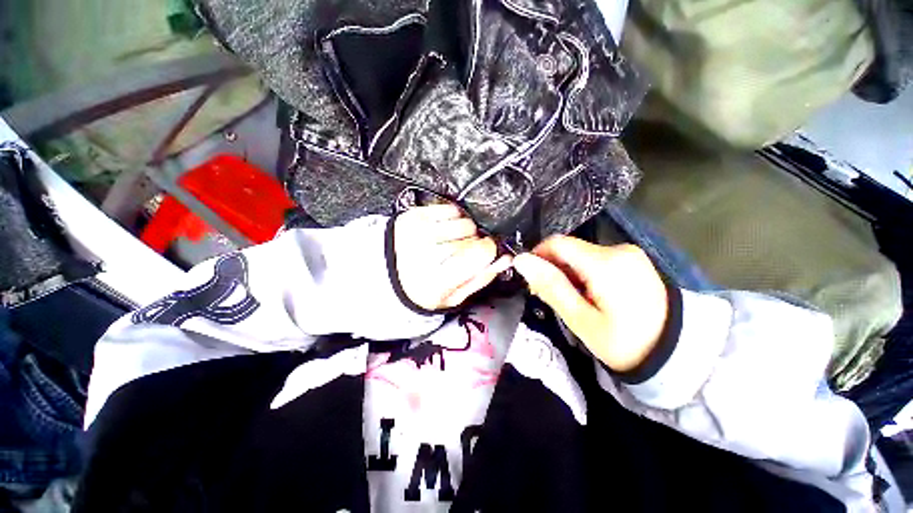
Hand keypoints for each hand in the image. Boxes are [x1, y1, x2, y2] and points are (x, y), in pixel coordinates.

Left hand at [394, 204, 512, 310]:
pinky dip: (453, 219)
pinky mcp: (415, 215)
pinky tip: (444, 231)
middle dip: (474, 244)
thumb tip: (505, 259)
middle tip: (460, 254)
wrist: (390, 271)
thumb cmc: (424, 288)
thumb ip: (481, 278)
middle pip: (472, 236)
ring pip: (464, 221)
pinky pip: (451, 209)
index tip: (485, 253)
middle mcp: (424, 252)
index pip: (479, 252)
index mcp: (435, 280)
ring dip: (464, 232)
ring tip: (450, 243)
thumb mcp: (453, 296)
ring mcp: (418, 230)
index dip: (489, 251)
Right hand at [513, 236, 667, 372]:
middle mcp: (618, 249)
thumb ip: (550, 286)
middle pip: (569, 249)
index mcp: (605, 263)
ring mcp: (629, 254)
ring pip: (581, 254)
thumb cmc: (624, 342)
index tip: (531, 280)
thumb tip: (521, 260)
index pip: (557, 243)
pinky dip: (584, 273)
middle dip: (553, 269)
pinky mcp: (633, 260)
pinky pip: (596, 259)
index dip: (537, 256)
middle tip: (549, 297)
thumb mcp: (580, 319)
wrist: (678, 352)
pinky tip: (588, 294)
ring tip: (571, 300)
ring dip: (568, 273)